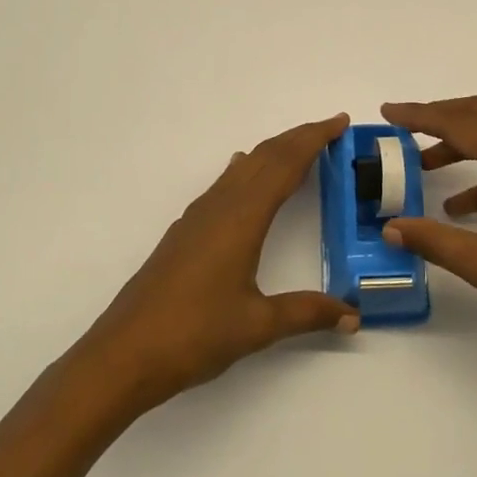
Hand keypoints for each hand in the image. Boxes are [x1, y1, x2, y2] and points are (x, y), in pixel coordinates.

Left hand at [70, 114, 359, 415]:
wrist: (123, 355)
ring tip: (299, 150)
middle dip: (299, 138)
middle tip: (331, 130)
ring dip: (274, 152)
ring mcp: (199, 217)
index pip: (285, 164)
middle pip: (265, 156)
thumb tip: (353, 315)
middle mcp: (220, 206)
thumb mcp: (257, 326)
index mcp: (242, 218)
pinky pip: (225, 184)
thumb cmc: (192, 335)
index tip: (339, 121)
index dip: (314, 139)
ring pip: (243, 168)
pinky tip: (243, 175)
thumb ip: (307, 313)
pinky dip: (248, 170)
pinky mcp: (185, 231)